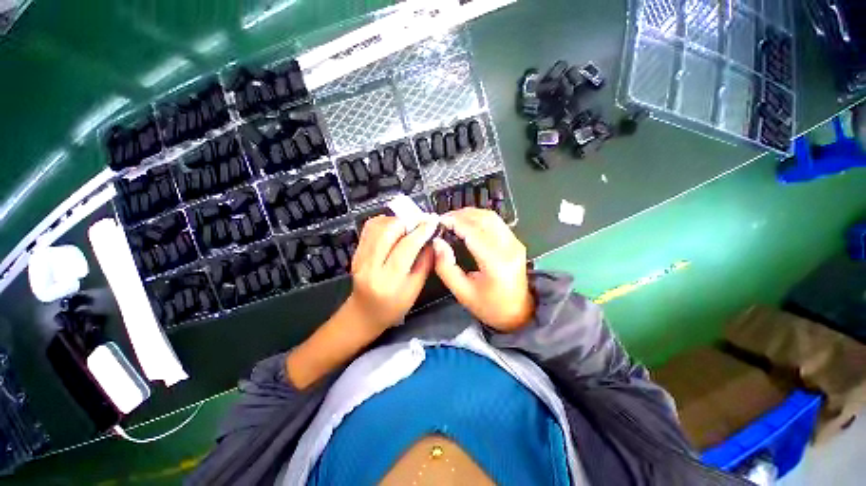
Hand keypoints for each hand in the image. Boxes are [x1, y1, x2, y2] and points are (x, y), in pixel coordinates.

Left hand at [347, 215, 438, 337]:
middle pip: (387, 231)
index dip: (421, 231)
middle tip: (422, 221)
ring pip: (377, 226)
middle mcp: (370, 266)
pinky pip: (370, 228)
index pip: (406, 247)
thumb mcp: (415, 289)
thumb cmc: (394, 306)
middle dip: (408, 221)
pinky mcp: (356, 251)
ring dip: (397, 220)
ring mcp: (359, 257)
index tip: (433, 221)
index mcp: (388, 280)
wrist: (364, 312)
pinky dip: (385, 222)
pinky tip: (395, 228)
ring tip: (409, 225)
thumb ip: (425, 262)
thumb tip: (432, 239)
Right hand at [433, 208, 533, 331]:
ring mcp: (515, 242)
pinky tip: (467, 223)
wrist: (519, 313)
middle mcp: (509, 247)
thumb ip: (446, 267)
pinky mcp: (515, 242)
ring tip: (453, 220)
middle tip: (443, 220)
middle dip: (460, 215)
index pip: (473, 232)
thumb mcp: (462, 292)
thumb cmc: (490, 307)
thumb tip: (437, 242)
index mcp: (496, 263)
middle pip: (483, 219)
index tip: (439, 222)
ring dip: (470, 214)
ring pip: (490, 216)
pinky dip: (479, 218)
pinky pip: (496, 222)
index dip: (455, 222)